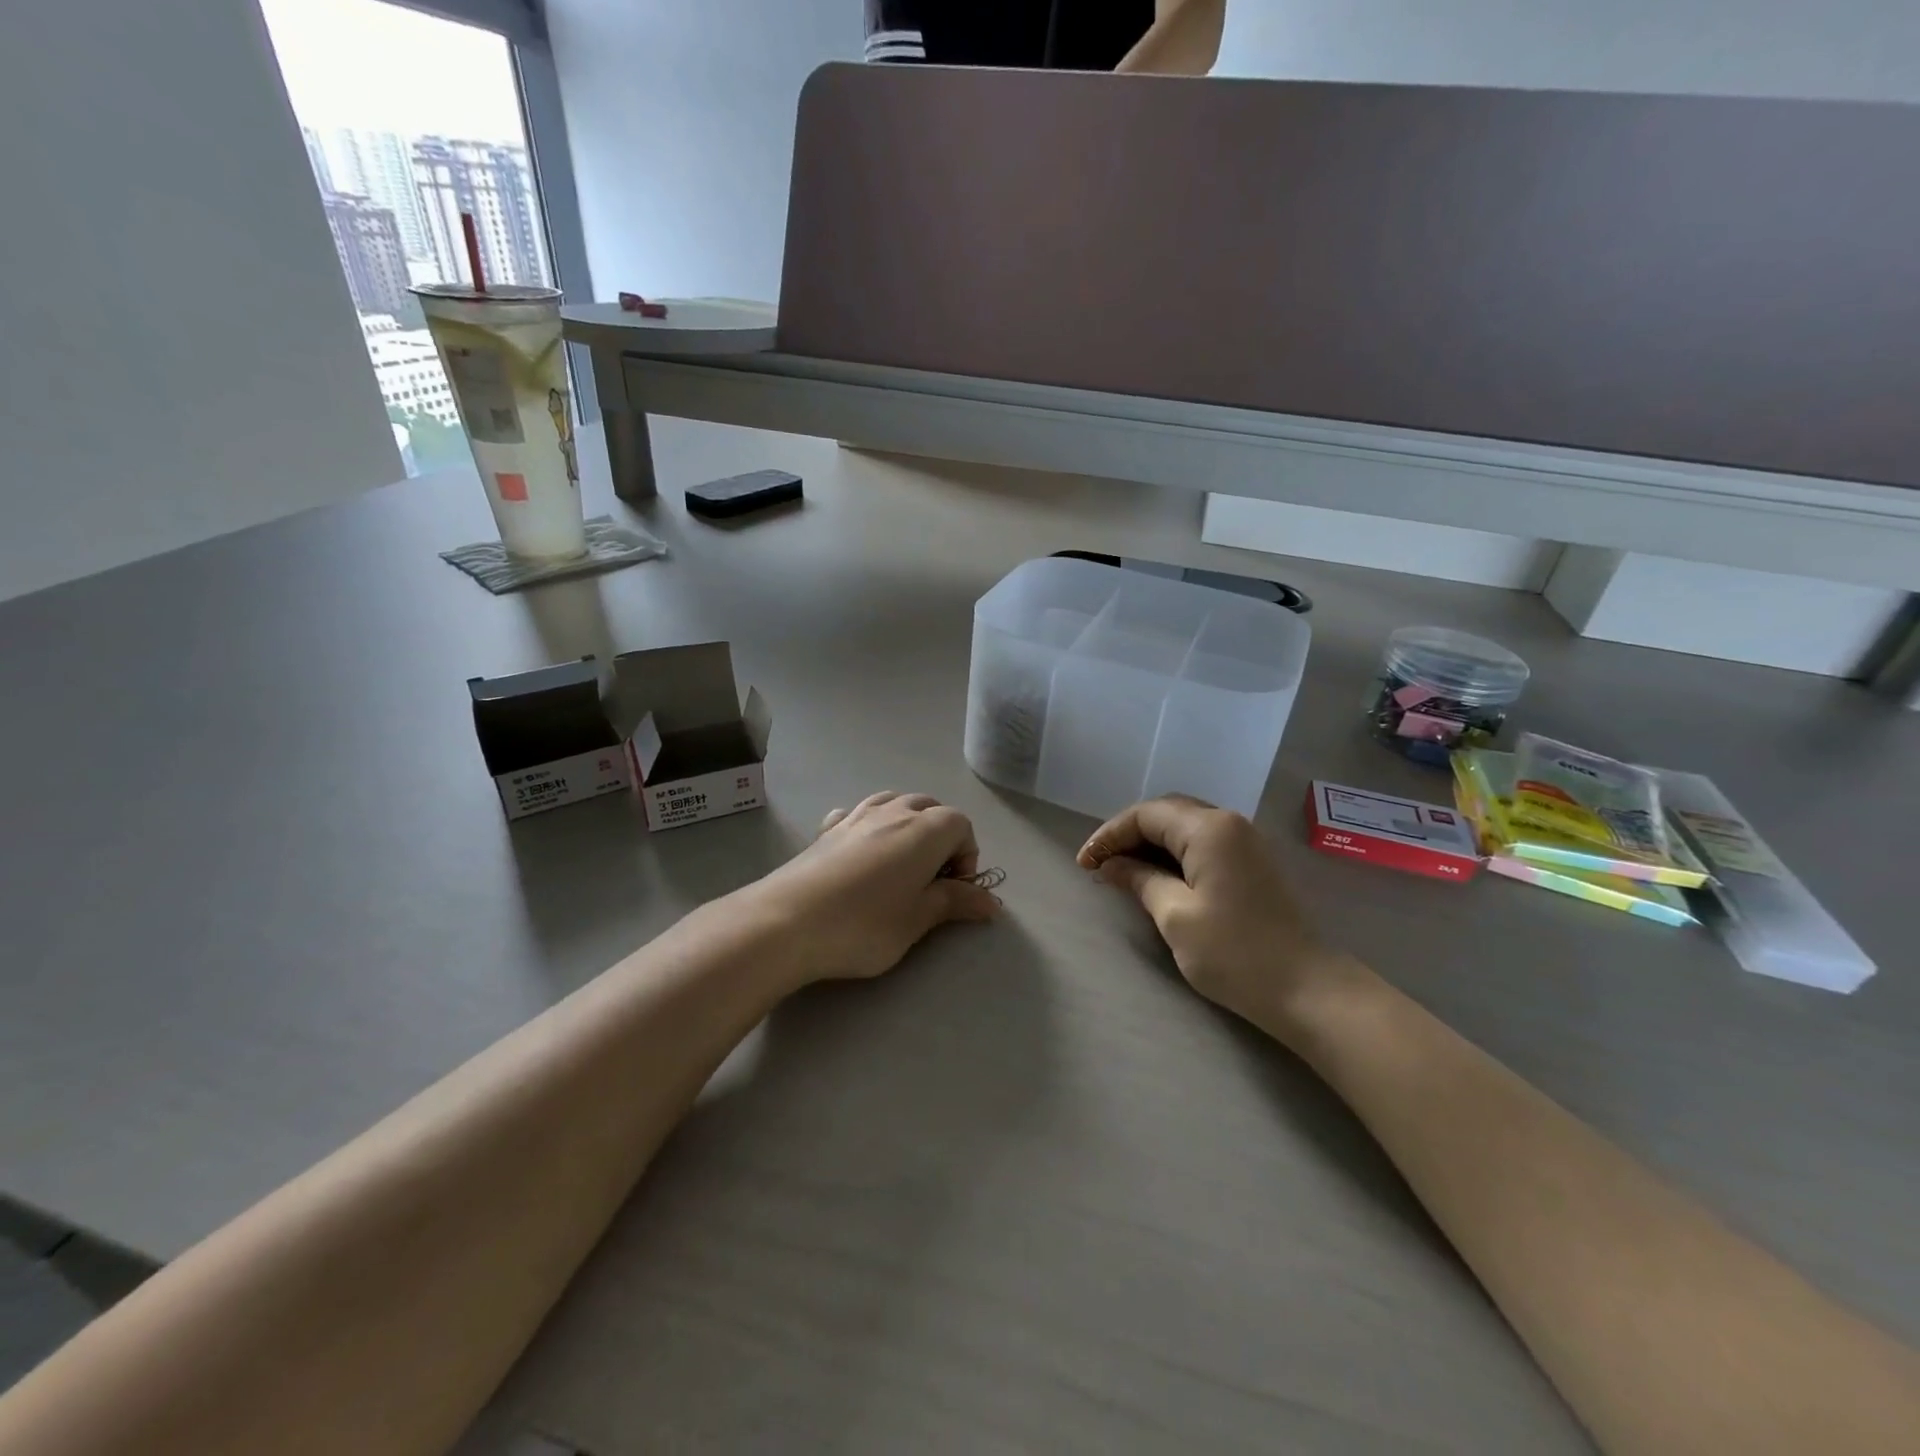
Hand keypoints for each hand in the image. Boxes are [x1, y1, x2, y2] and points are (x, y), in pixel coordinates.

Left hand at [753, 791, 999, 984]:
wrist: (785, 922)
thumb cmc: (863, 925)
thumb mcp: (917, 920)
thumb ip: (955, 903)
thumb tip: (992, 902)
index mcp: (924, 831)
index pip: (961, 825)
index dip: (967, 856)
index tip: (954, 891)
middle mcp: (894, 812)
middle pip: (930, 807)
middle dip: (941, 837)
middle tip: (931, 880)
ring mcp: (856, 815)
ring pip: (894, 802)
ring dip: (908, 824)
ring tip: (901, 862)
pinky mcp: (827, 829)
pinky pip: (858, 812)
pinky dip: (870, 824)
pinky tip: (861, 848)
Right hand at [1078, 795, 1341, 1033]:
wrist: (1307, 989)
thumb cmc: (1235, 953)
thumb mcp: (1175, 916)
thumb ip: (1140, 880)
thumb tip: (1111, 866)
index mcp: (1209, 829)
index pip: (1146, 815)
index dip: (1109, 835)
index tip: (1084, 865)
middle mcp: (1229, 823)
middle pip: (1166, 813)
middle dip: (1128, 835)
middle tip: (1100, 864)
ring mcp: (1245, 842)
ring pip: (1185, 827)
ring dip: (1150, 844)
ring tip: (1122, 871)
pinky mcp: (1253, 863)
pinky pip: (1203, 844)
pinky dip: (1174, 854)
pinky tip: (1157, 877)